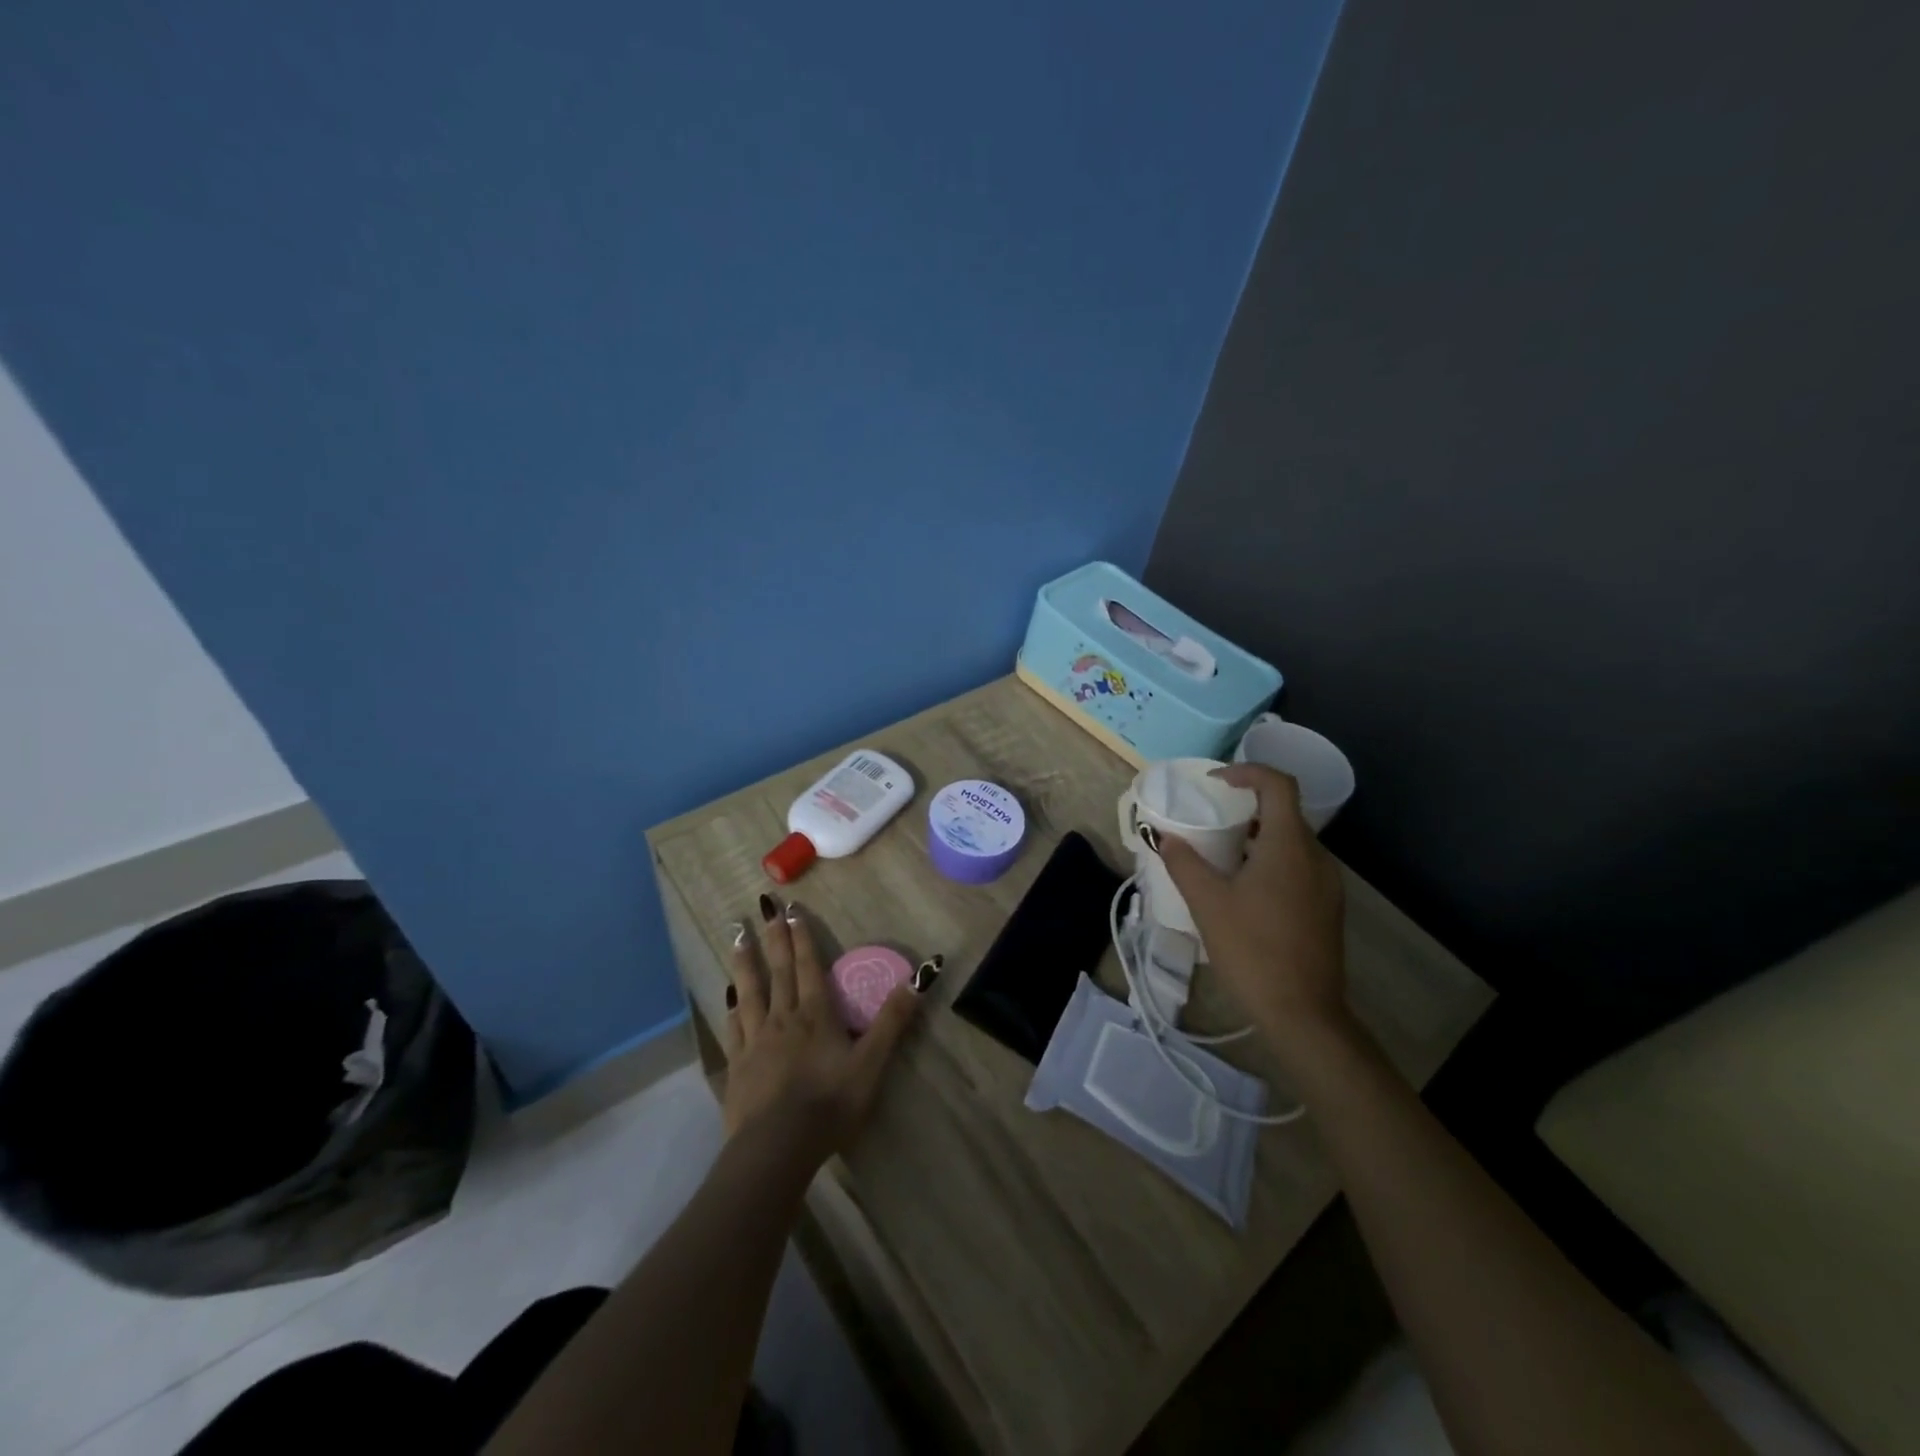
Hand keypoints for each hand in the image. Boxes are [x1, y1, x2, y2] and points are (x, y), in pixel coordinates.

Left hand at [721, 895, 919, 1164]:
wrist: (777, 1147)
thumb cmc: (830, 1104)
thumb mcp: (871, 1063)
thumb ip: (893, 1019)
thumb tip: (920, 977)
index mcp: (816, 1015)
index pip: (809, 967)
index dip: (803, 937)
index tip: (793, 910)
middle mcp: (783, 1018)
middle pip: (778, 970)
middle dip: (774, 937)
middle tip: (764, 906)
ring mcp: (755, 1041)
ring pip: (749, 991)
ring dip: (745, 961)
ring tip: (737, 934)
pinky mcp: (737, 1065)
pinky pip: (734, 1026)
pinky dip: (732, 1007)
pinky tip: (728, 996)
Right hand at [1159, 764, 1349, 1060]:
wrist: (1303, 1014)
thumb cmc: (1252, 950)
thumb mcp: (1207, 904)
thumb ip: (1184, 863)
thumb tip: (1165, 837)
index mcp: (1289, 845)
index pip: (1278, 784)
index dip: (1247, 772)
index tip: (1215, 783)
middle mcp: (1316, 857)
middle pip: (1285, 812)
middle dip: (1247, 806)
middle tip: (1212, 819)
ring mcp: (1327, 884)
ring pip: (1293, 841)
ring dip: (1259, 835)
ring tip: (1223, 853)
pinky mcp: (1328, 907)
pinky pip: (1299, 866)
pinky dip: (1272, 859)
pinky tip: (1246, 888)